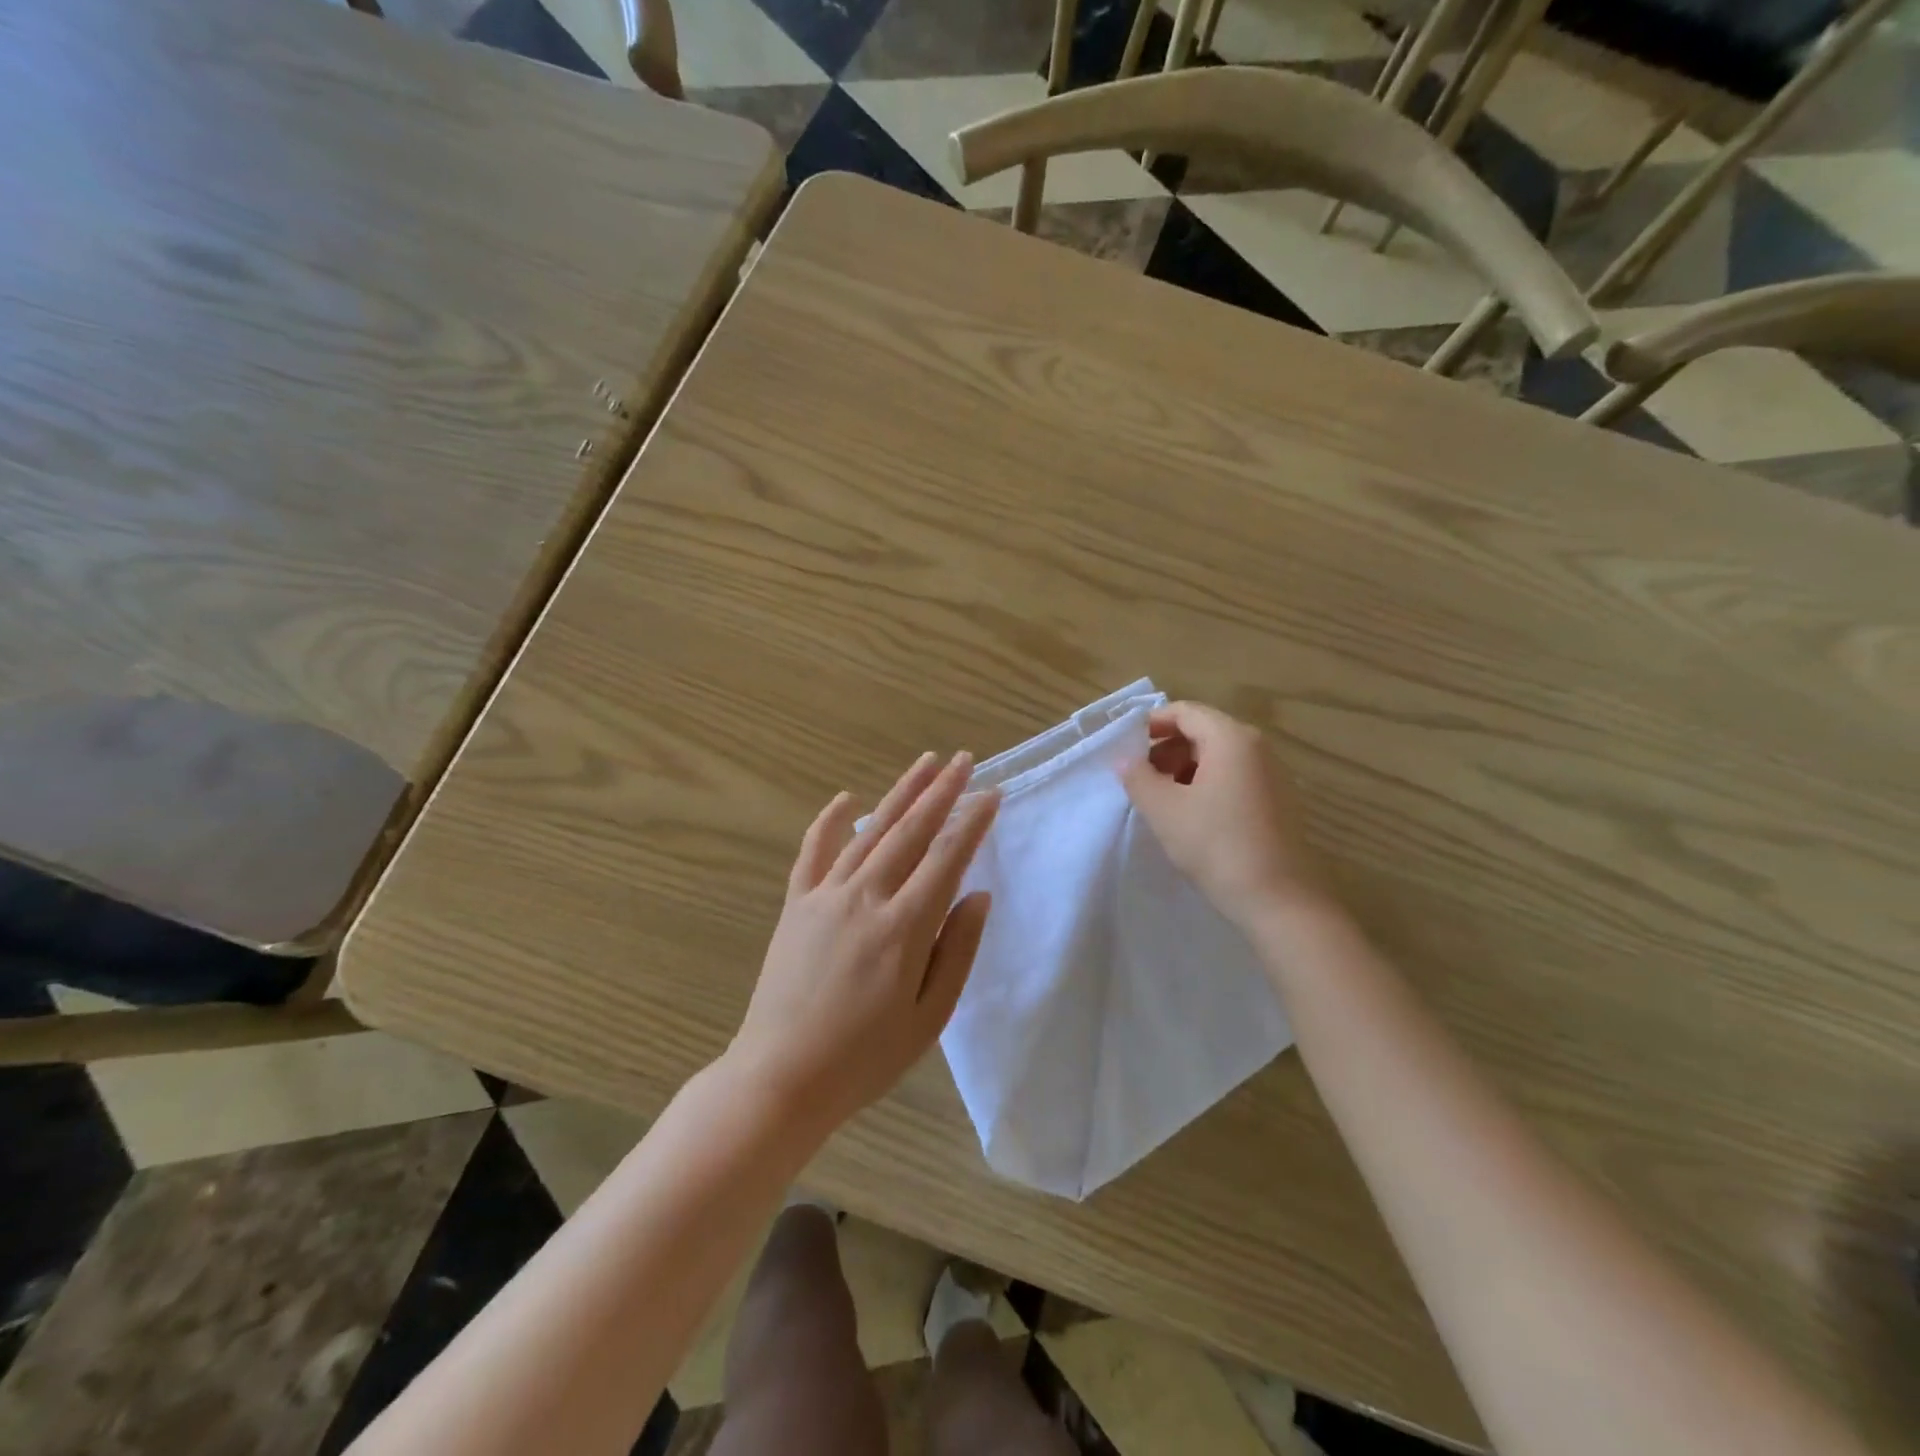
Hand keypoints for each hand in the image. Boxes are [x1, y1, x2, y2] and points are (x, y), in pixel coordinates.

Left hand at [728, 751, 999, 1132]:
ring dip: (900, 794)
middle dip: (941, 792)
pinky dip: (831, 821)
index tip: (992, 793)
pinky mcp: (796, 905)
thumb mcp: (928, 1018)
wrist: (780, 1078)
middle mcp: (865, 898)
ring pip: (870, 832)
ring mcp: (825, 896)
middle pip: (910, 831)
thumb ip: (957, 951)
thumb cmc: (864, 1058)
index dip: (972, 821)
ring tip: (925, 763)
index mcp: (904, 927)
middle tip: (964, 759)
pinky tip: (847, 798)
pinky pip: (814, 852)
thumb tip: (978, 894)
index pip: (947, 858)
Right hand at [1121, 702, 1333, 931]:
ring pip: (1219, 755)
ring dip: (1185, 767)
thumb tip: (1125, 759)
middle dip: (1167, 747)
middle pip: (1203, 730)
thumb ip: (1138, 777)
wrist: (1280, 900)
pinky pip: (1235, 776)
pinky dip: (1208, 783)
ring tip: (1162, 798)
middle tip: (1140, 776)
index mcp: (1231, 738)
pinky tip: (1192, 814)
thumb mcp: (1164, 810)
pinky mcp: (1279, 800)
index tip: (1126, 747)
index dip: (1151, 723)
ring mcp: (1273, 774)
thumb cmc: (1216, 846)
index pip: (1185, 712)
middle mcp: (1257, 747)